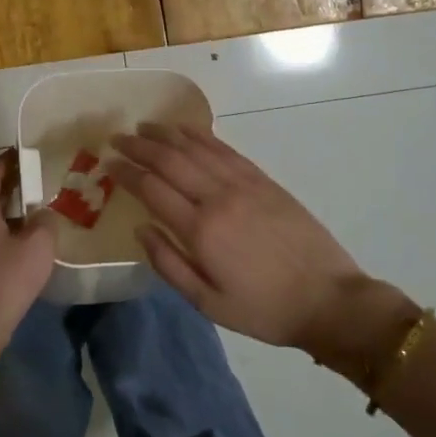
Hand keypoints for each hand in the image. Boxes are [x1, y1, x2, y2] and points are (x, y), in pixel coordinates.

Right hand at [109, 123, 416, 372]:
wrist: (328, 299)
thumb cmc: (263, 309)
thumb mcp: (208, 303)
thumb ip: (169, 264)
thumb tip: (141, 228)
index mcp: (201, 230)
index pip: (152, 189)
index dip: (126, 172)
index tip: (107, 163)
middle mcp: (218, 197)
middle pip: (170, 160)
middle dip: (139, 146)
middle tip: (116, 139)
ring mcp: (243, 184)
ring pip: (196, 148)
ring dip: (166, 134)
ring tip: (143, 127)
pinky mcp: (263, 180)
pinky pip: (225, 149)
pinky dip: (201, 135)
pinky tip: (186, 130)